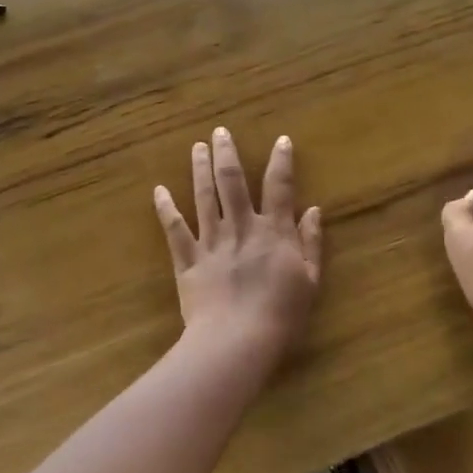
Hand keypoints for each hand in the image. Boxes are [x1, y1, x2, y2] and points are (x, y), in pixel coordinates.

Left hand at [153, 127, 323, 363]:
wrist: (237, 340)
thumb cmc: (281, 316)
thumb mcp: (310, 281)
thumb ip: (311, 243)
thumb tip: (313, 210)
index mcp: (273, 233)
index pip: (279, 188)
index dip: (281, 161)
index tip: (281, 140)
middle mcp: (241, 228)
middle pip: (232, 182)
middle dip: (226, 154)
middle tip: (219, 131)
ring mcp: (211, 242)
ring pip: (203, 197)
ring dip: (199, 169)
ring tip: (196, 147)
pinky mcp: (188, 259)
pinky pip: (174, 229)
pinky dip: (165, 208)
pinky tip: (158, 190)